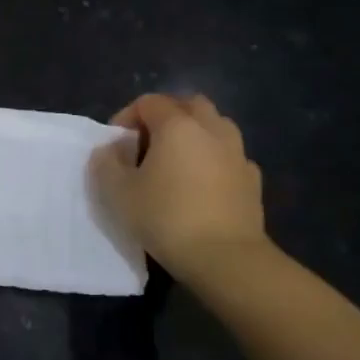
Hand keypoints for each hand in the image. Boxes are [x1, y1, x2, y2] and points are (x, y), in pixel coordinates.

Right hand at [93, 93, 267, 282]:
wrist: (225, 257)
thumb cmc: (165, 217)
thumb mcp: (117, 192)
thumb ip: (106, 162)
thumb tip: (112, 149)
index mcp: (177, 126)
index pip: (149, 102)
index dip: (127, 117)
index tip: (116, 144)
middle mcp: (212, 129)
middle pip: (189, 104)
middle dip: (166, 116)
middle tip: (148, 144)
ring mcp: (237, 153)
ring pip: (215, 126)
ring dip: (194, 135)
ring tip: (175, 163)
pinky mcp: (253, 179)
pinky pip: (229, 156)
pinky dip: (213, 159)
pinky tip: (202, 185)